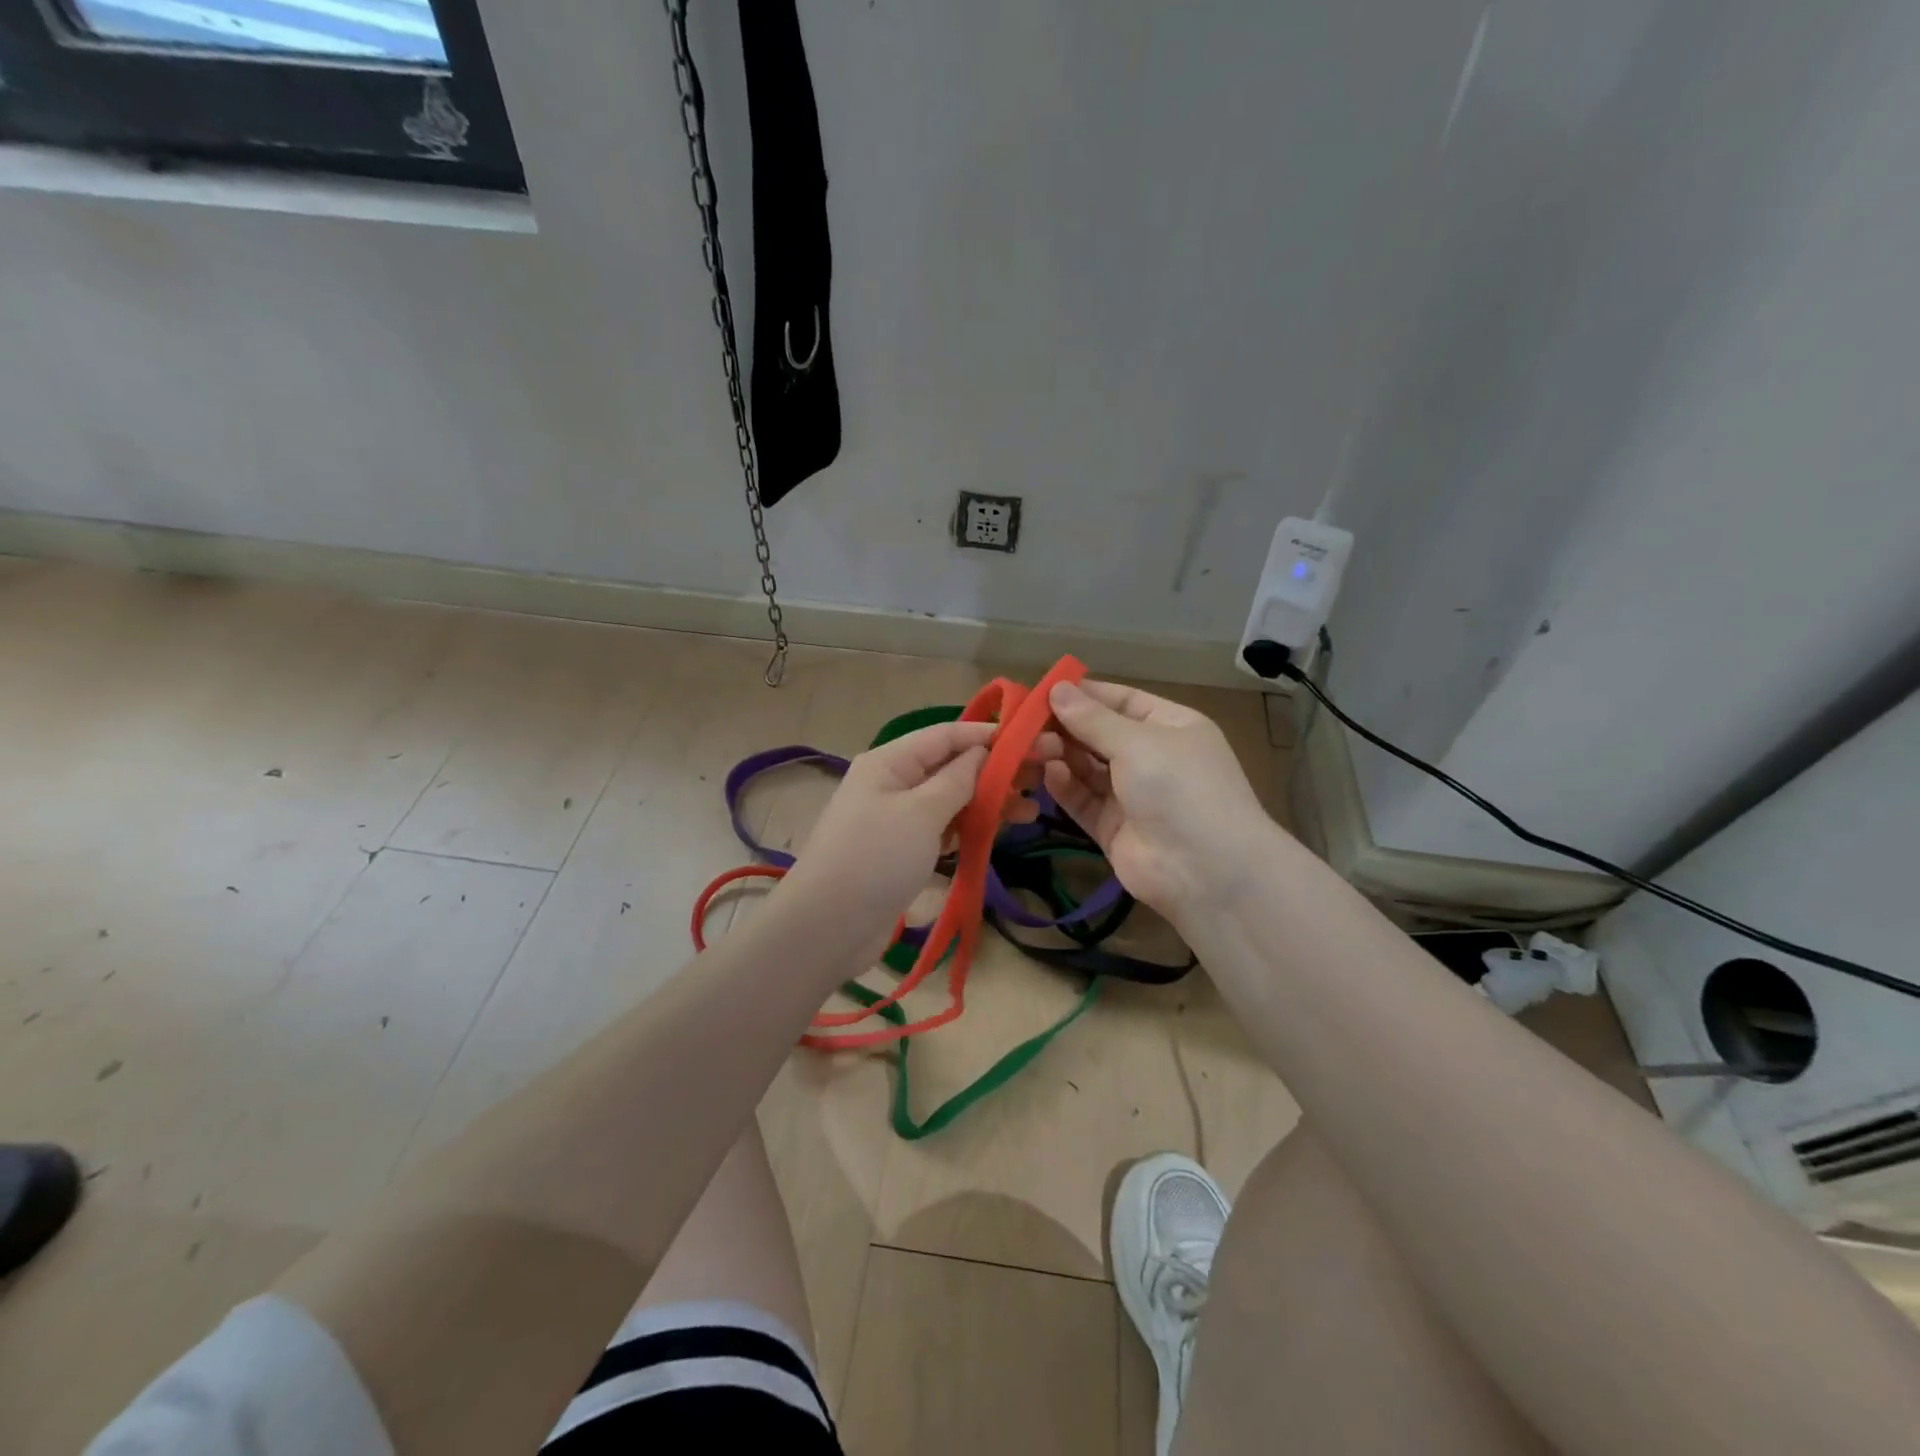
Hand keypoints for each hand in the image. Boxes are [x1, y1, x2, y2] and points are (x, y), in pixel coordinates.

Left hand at [776, 720, 1056, 947]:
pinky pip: (942, 828)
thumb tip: (982, 752)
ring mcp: (896, 818)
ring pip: (950, 799)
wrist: (826, 928)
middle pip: (951, 766)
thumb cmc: (875, 859)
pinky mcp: (901, 851)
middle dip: (995, 770)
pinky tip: (999, 831)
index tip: (1033, 740)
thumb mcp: (921, 812)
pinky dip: (969, 827)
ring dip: (988, 800)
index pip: (947, 735)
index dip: (989, 735)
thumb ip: (958, 779)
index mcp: (890, 762)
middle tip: (1042, 778)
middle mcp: (892, 783)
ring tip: (1031, 810)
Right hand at [1043, 679, 1280, 924]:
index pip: (1122, 701)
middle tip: (1027, 723)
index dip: (1084, 695)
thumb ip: (1092, 719)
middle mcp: (1152, 757)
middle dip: (1066, 727)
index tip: (1043, 690)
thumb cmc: (1180, 787)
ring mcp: (1132, 795)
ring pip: (1087, 768)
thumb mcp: (1138, 742)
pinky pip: (1084, 799)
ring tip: (1035, 747)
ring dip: (1061, 755)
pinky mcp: (1113, 828)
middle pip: (1100, 735)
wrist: (1207, 871)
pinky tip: (1049, 774)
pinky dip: (1066, 786)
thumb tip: (1056, 689)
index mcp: (1171, 727)